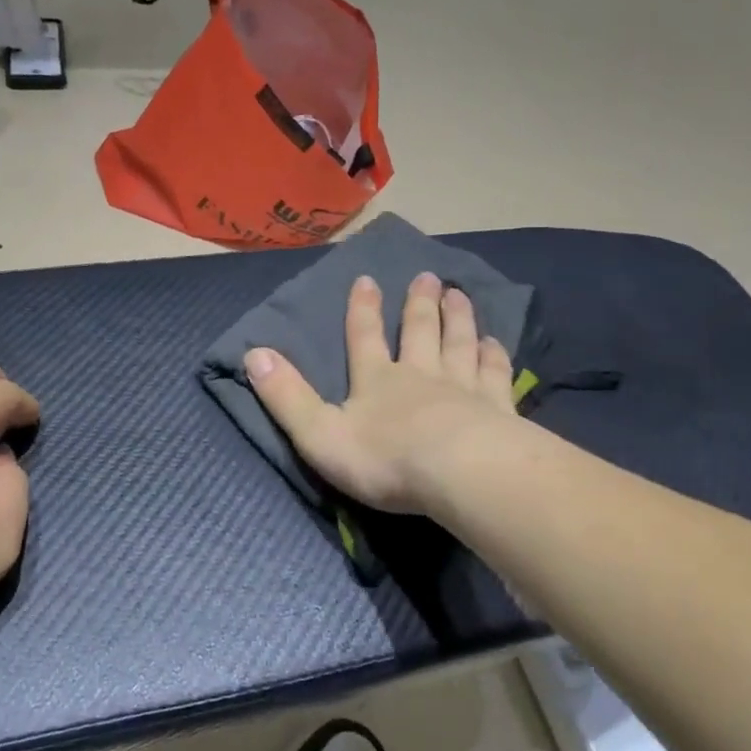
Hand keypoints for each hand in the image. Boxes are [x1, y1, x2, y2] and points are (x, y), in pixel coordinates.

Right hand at [246, 273, 515, 516]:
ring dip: (458, 318)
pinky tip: (496, 343)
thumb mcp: (320, 434)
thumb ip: (286, 397)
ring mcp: (463, 388)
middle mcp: (420, 375)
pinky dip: (493, 356)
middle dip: (419, 304)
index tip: (367, 278)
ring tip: (459, 294)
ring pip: (459, 343)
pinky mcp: (497, 408)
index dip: (362, 308)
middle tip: (427, 276)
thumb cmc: (386, 459)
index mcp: (376, 381)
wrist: (461, 474)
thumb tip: (252, 354)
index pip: (364, 337)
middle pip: (419, 331)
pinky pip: (494, 373)